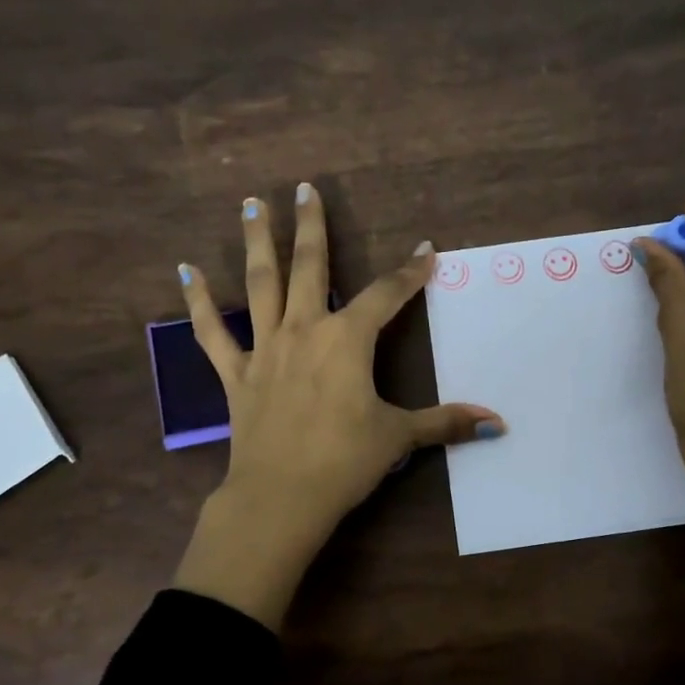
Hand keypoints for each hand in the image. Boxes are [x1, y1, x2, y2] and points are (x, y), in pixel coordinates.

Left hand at [171, 182, 504, 629]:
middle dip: (312, 226)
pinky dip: (198, 302)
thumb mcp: (400, 437)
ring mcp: (265, 348)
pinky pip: (212, 332)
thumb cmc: (344, 461)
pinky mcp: (236, 373)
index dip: (410, 273)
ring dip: (257, 242)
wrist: (280, 497)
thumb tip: (499, 424)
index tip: (426, 251)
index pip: (387, 295)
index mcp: (347, 340)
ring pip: (260, 284)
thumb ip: (447, 424)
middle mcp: (304, 330)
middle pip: (310, 267)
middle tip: (305, 188)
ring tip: (249, 203)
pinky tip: (185, 270)